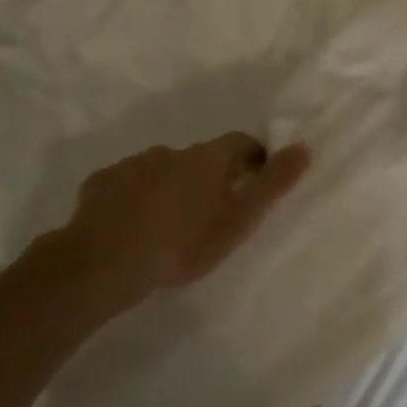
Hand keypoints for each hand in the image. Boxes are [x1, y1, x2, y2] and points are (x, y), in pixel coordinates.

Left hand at [59, 133, 310, 306]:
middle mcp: (171, 152)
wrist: (102, 263)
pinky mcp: (101, 184)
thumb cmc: (182, 244)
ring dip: (170, 187)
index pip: (241, 144)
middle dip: (209, 177)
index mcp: (207, 159)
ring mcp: (132, 165)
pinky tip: (130, 227)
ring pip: (161, 170)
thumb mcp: (238, 221)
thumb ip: (273, 184)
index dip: (253, 158)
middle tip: (212, 213)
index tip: (256, 181)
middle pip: (199, 158)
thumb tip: (305, 146)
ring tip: (168, 224)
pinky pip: (125, 185)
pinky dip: (134, 198)